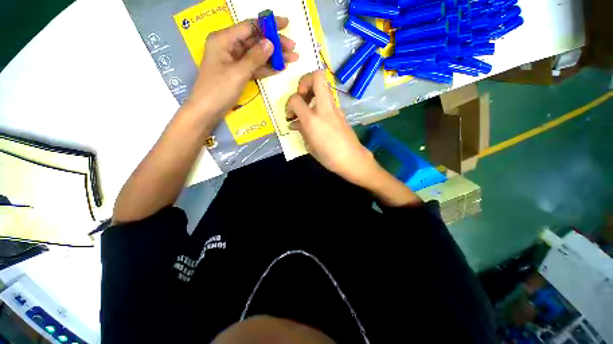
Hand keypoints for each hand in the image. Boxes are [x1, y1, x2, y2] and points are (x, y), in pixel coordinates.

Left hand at [185, 17, 298, 120]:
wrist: (207, 111)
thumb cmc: (218, 90)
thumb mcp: (237, 72)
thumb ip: (255, 57)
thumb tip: (271, 43)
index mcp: (224, 40)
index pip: (249, 27)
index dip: (268, 25)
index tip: (285, 25)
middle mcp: (229, 47)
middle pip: (256, 41)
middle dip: (275, 44)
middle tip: (293, 48)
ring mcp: (235, 61)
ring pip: (258, 55)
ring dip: (274, 57)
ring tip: (292, 59)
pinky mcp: (239, 73)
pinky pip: (255, 67)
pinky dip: (267, 68)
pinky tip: (280, 68)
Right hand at [285, 71, 377, 184]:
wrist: (352, 159)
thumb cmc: (328, 157)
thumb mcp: (309, 146)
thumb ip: (301, 130)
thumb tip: (294, 123)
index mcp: (313, 120)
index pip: (295, 99)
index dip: (289, 104)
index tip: (290, 114)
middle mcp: (324, 109)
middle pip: (316, 76)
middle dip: (304, 81)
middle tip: (300, 96)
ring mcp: (335, 108)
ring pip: (324, 86)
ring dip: (312, 91)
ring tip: (306, 107)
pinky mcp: (340, 112)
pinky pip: (327, 100)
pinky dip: (318, 103)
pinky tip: (316, 117)